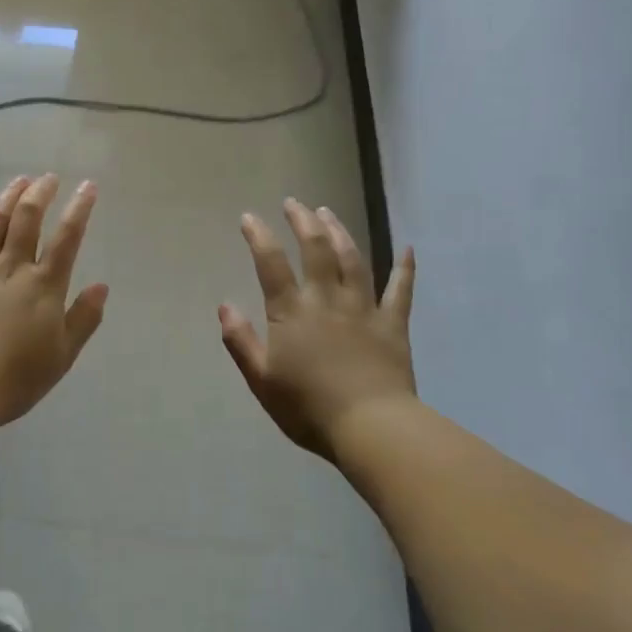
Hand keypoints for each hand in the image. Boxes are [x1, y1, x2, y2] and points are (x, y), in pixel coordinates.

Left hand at [0, 174, 108, 428]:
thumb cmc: (17, 377)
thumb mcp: (63, 354)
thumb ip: (84, 318)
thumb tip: (102, 286)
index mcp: (44, 285)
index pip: (67, 238)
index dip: (79, 209)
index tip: (88, 186)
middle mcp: (12, 268)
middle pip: (28, 220)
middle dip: (40, 193)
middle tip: (49, 178)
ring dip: (7, 197)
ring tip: (19, 179)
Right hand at [219, 199, 416, 461]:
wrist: (371, 428)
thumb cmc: (309, 409)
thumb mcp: (262, 380)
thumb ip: (241, 341)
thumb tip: (224, 306)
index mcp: (292, 312)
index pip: (271, 264)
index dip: (259, 236)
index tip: (249, 217)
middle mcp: (327, 299)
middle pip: (315, 249)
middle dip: (302, 221)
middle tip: (294, 203)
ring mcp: (363, 308)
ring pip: (353, 259)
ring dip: (340, 232)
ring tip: (328, 213)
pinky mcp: (393, 324)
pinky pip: (401, 290)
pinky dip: (405, 268)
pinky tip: (408, 249)